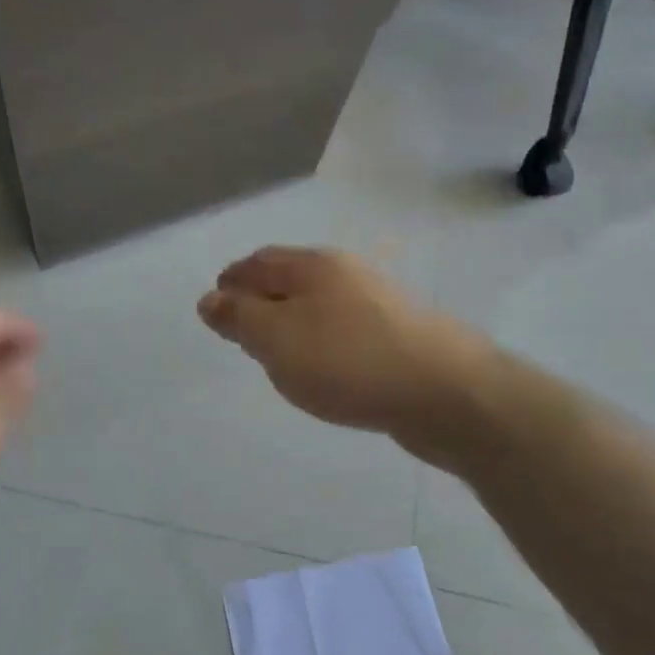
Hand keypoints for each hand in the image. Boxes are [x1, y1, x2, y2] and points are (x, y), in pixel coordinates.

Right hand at [198, 247, 487, 461]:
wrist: (445, 391)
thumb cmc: (347, 360)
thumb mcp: (277, 339)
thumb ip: (239, 318)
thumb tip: (209, 298)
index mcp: (312, 265)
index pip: (257, 262)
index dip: (231, 283)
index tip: (216, 309)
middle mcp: (346, 273)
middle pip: (290, 278)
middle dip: (261, 298)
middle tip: (242, 330)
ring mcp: (378, 302)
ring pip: (319, 304)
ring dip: (293, 321)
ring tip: (278, 352)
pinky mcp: (399, 335)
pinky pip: (344, 330)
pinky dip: (322, 341)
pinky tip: (325, 367)